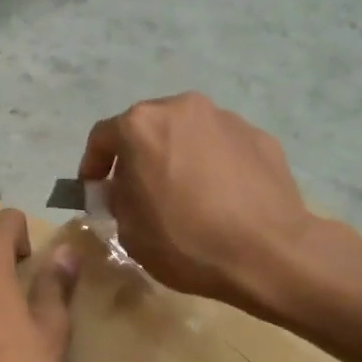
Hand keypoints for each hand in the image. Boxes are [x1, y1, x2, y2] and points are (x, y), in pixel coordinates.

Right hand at [79, 93, 328, 311]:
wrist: (269, 252)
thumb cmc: (186, 242)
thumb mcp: (129, 231)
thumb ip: (118, 200)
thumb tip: (126, 189)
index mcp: (142, 126)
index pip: (102, 137)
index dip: (92, 165)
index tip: (93, 189)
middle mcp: (182, 109)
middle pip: (148, 128)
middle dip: (138, 156)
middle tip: (139, 190)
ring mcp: (225, 118)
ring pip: (188, 134)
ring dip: (177, 156)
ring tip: (185, 194)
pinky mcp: (260, 136)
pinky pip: (222, 147)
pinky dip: (213, 165)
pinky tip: (220, 198)